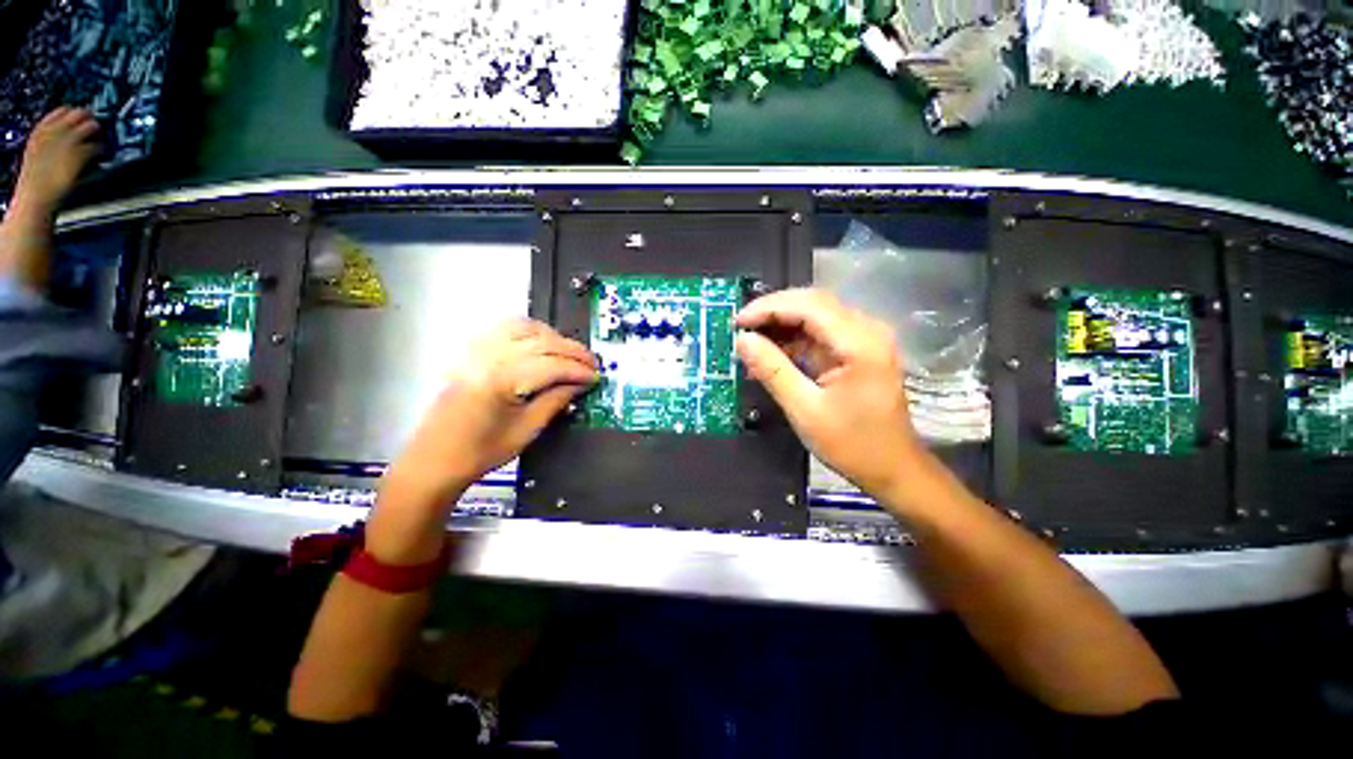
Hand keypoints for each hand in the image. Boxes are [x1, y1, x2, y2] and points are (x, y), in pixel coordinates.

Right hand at [14, 107, 100, 211]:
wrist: (35, 197)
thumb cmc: (35, 181)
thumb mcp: (37, 153)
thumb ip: (49, 141)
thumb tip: (65, 135)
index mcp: (41, 130)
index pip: (62, 110)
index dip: (74, 113)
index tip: (81, 119)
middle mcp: (55, 131)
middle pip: (79, 114)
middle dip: (89, 120)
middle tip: (95, 130)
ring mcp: (68, 141)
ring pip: (91, 126)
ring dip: (98, 133)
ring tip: (99, 142)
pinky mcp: (79, 154)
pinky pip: (97, 146)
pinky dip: (101, 149)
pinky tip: (101, 156)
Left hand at [382, 319, 598, 510]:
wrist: (434, 460)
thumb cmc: (481, 452)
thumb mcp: (527, 430)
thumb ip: (556, 400)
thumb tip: (581, 383)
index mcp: (500, 380)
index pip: (551, 365)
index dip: (578, 370)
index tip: (597, 377)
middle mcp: (488, 357)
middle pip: (541, 342)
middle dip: (573, 351)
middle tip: (593, 363)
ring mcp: (477, 351)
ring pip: (525, 329)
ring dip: (554, 337)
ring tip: (571, 353)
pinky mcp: (472, 352)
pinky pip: (505, 329)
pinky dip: (530, 330)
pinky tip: (543, 341)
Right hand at [735, 289, 932, 500]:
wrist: (893, 469)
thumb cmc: (853, 444)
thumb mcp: (805, 410)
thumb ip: (772, 370)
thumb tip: (742, 341)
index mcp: (860, 342)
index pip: (808, 306)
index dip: (768, 308)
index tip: (737, 322)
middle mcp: (866, 330)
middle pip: (812, 304)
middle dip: (772, 313)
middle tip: (740, 330)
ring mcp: (863, 339)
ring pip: (814, 316)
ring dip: (781, 326)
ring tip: (750, 345)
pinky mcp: (856, 351)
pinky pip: (819, 334)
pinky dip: (792, 341)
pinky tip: (770, 356)